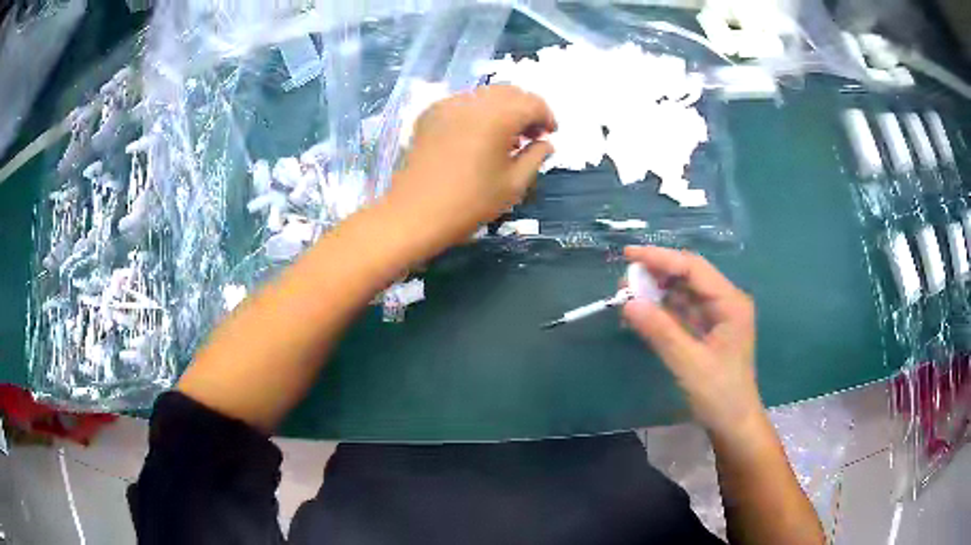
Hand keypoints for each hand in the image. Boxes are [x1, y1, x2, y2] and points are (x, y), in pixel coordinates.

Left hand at [385, 85, 556, 253]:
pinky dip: (478, 112)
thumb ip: (535, 157)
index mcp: (497, 116)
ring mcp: (448, 104)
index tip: (550, 135)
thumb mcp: (513, 185)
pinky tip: (478, 136)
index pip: (532, 102)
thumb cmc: (469, 203)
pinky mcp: (430, 113)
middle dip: (526, 109)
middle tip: (531, 136)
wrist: (414, 213)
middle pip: (509, 92)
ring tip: (505, 138)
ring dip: (503, 109)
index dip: (547, 116)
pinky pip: (463, 103)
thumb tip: (546, 143)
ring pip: (486, 95)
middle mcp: (473, 101)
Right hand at [622, 246, 763, 437]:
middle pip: (689, 276)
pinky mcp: (707, 331)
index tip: (628, 255)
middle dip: (657, 274)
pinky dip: (662, 310)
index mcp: (730, 303)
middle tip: (624, 280)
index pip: (693, 268)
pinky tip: (642, 313)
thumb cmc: (720, 395)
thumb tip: (627, 302)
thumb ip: (660, 331)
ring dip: (657, 291)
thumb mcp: (689, 364)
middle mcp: (725, 302)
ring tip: (627, 294)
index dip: (660, 258)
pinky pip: (682, 311)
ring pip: (684, 293)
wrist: (734, 425)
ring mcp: (717, 317)